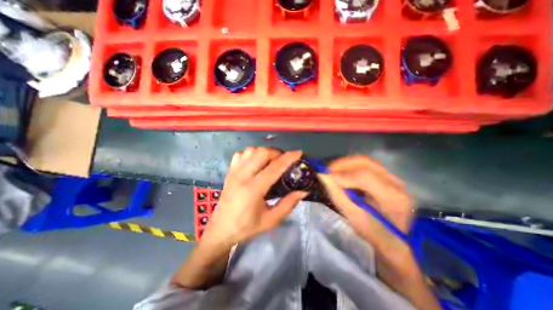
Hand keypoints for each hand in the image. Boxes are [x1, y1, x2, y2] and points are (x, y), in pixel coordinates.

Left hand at [203, 146, 309, 246]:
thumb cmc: (247, 227)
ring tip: (271, 160)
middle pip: (261, 153)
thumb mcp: (271, 220)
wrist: (221, 229)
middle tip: (283, 161)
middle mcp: (242, 176)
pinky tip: (256, 162)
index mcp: (253, 190)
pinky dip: (251, 153)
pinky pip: (241, 154)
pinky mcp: (229, 171)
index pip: (274, 168)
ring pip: (251, 150)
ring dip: (264, 152)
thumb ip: (288, 204)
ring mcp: (234, 172)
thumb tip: (303, 191)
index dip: (288, 158)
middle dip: (276, 153)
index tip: (298, 153)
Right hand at [316, 158, 413, 266]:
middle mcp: (398, 185)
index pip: (365, 177)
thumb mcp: (353, 217)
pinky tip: (344, 173)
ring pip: (367, 162)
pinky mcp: (390, 178)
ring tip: (334, 170)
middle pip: (367, 163)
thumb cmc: (373, 233)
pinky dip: (353, 166)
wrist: (395, 240)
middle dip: (344, 164)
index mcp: (393, 200)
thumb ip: (337, 195)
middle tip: (328, 170)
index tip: (326, 176)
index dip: (344, 175)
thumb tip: (323, 176)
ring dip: (348, 164)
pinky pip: (369, 166)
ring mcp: (396, 179)